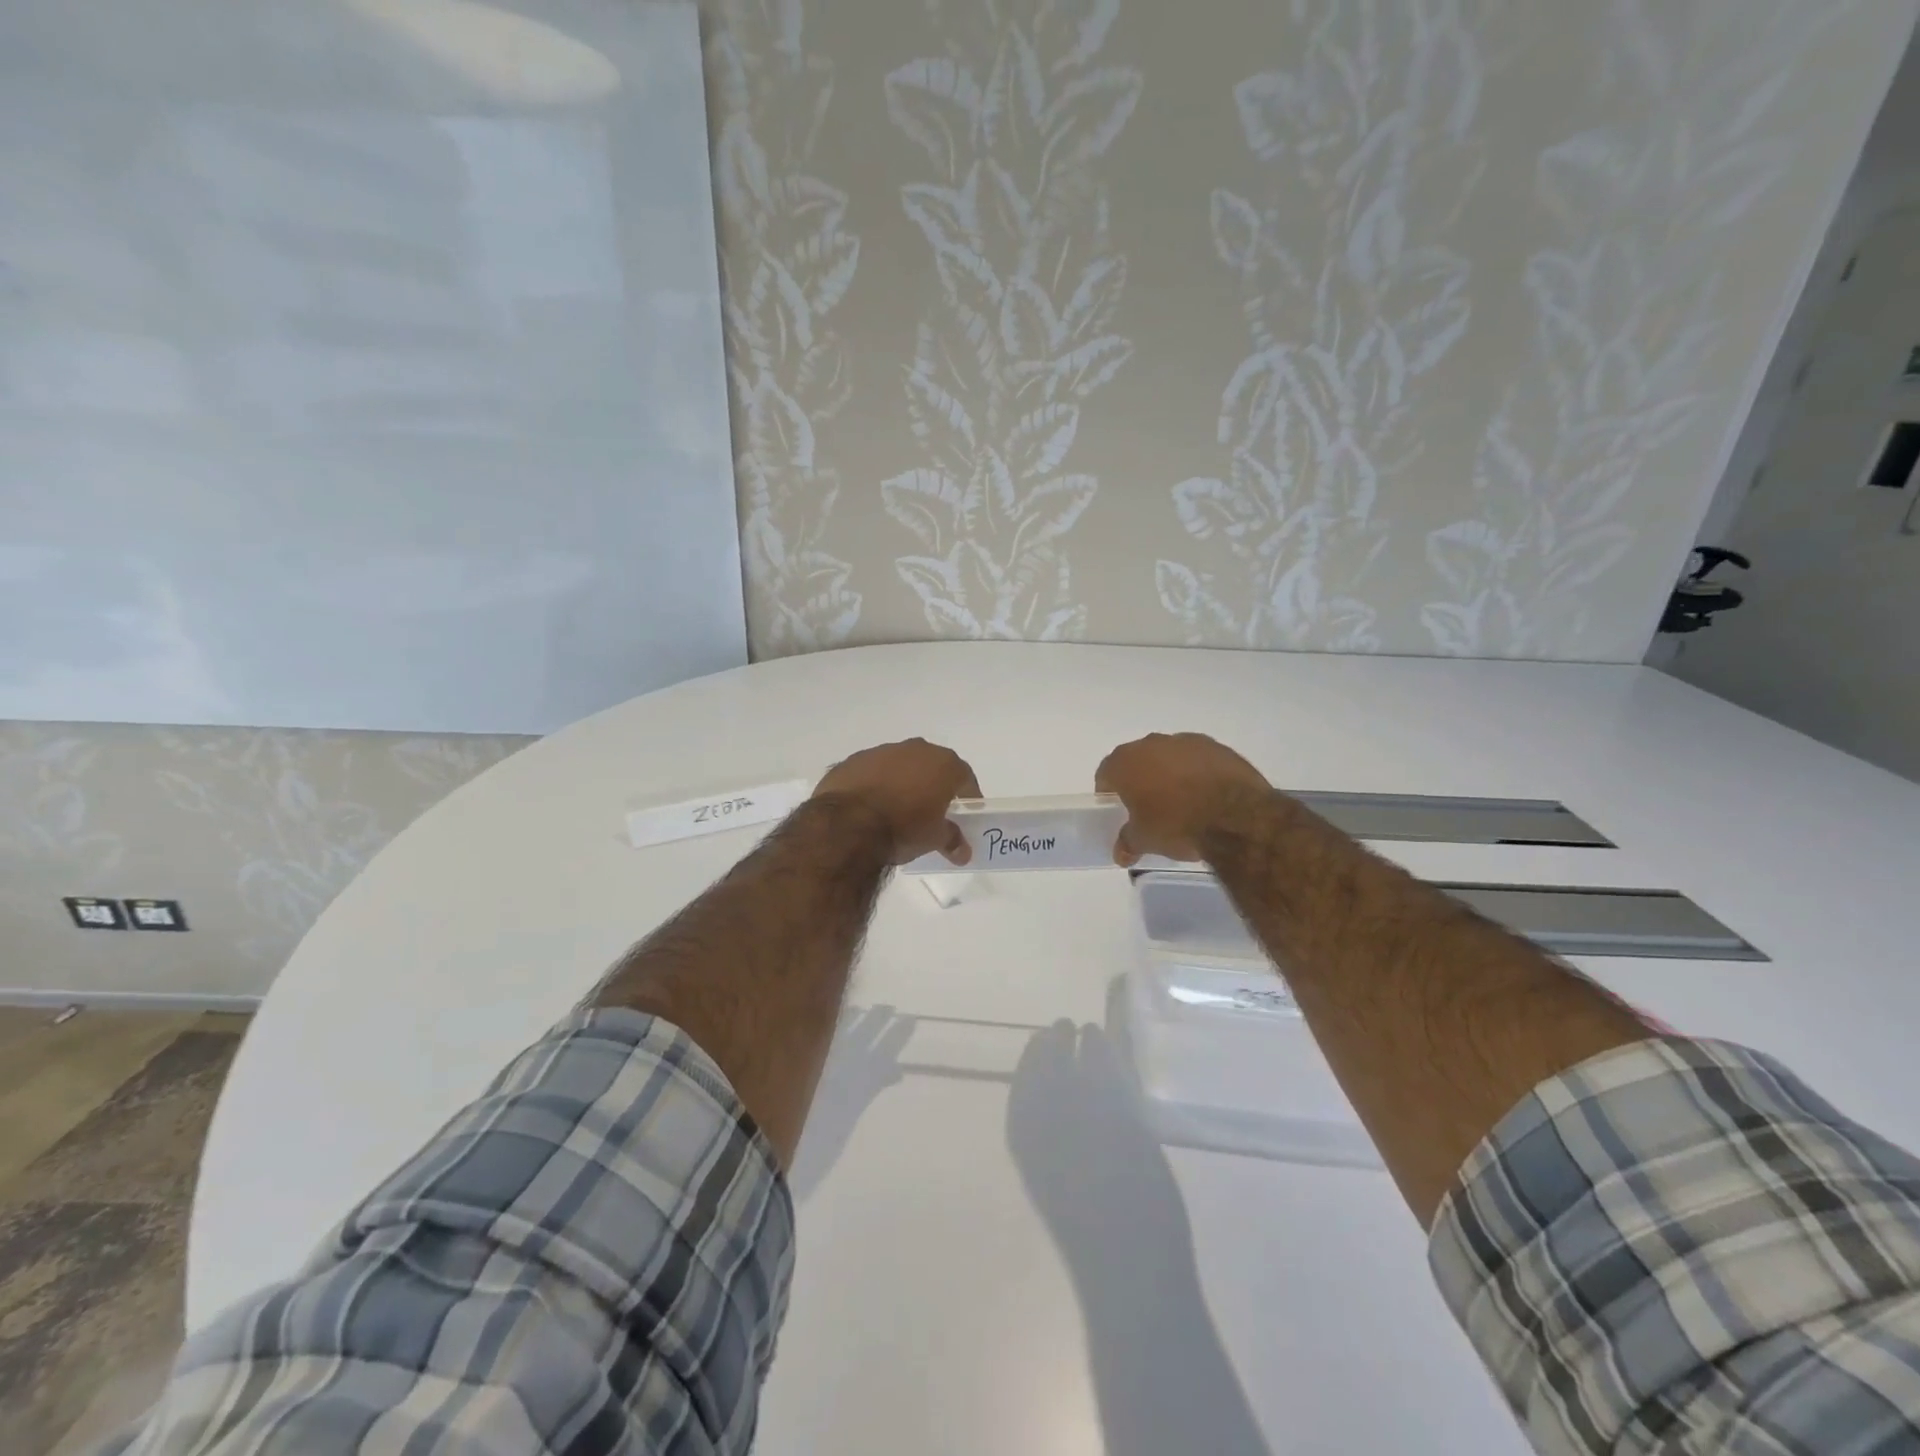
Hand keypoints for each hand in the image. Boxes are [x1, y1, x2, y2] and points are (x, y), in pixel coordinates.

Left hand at [812, 738, 980, 864]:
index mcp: (942, 764)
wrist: (847, 825)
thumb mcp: (934, 839)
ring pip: (899, 766)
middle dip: (933, 785)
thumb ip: (952, 840)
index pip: (964, 776)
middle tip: (931, 810)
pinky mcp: (852, 761)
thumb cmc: (903, 828)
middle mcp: (915, 749)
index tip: (965, 812)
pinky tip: (868, 807)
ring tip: (896, 810)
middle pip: (931, 766)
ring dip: (902, 782)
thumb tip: (963, 853)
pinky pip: (871, 772)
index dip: (967, 794)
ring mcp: (881, 752)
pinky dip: (874, 785)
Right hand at [1094, 733, 1269, 866]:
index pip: (1106, 772)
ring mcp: (1187, 742)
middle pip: (1138, 760)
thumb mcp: (1145, 840)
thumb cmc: (1176, 824)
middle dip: (1140, 779)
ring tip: (1181, 801)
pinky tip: (1207, 796)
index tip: (1117, 807)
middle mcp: (1152, 744)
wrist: (1235, 815)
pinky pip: (1198, 759)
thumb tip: (1121, 854)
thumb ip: (1128, 842)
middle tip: (1147, 805)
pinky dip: (1197, 772)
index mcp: (1126, 762)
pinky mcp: (1217, 747)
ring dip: (1170, 773)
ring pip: (1169, 756)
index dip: (1108, 790)